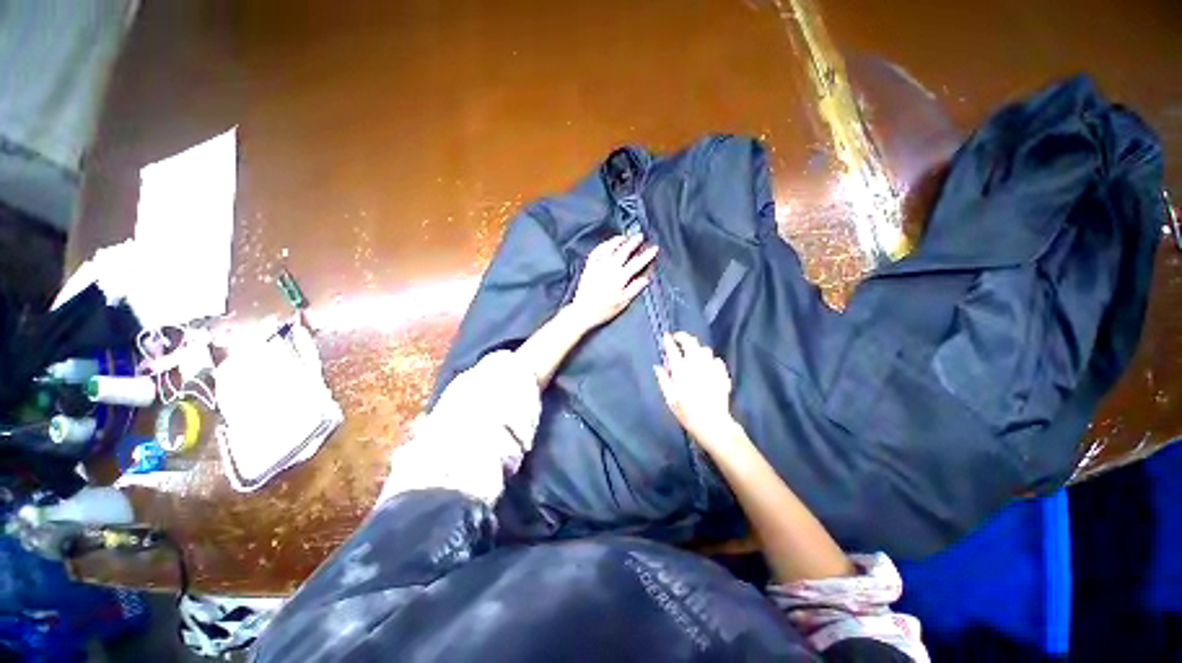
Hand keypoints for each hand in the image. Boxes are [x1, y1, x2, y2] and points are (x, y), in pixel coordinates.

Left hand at [568, 234, 657, 328]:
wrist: (583, 312)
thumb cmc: (604, 310)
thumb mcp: (623, 303)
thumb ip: (634, 289)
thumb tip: (645, 279)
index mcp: (620, 277)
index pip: (637, 263)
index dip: (647, 254)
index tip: (654, 248)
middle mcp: (609, 269)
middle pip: (623, 251)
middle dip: (633, 242)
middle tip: (640, 236)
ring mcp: (598, 266)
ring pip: (609, 248)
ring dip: (617, 240)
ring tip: (624, 237)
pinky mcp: (588, 268)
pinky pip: (595, 252)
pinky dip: (602, 246)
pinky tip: (606, 244)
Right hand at [653, 332, 738, 451]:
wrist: (713, 423)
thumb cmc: (687, 412)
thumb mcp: (670, 398)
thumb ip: (664, 380)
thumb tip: (658, 366)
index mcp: (681, 370)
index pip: (673, 348)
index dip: (669, 340)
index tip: (666, 336)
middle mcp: (696, 364)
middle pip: (690, 342)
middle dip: (683, 337)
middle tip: (678, 338)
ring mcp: (711, 367)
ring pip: (705, 349)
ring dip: (697, 348)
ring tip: (693, 352)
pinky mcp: (722, 373)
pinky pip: (716, 359)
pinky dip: (710, 359)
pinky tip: (707, 365)